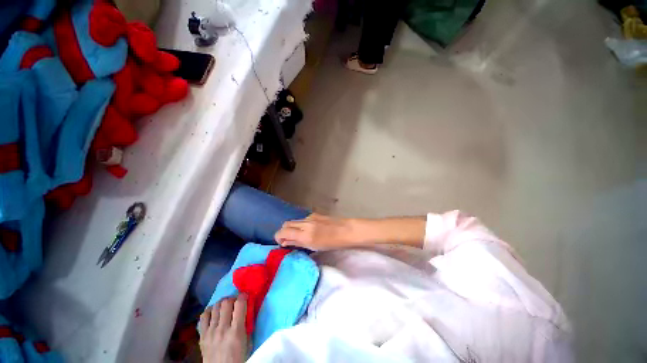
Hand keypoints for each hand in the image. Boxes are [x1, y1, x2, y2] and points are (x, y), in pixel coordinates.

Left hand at [199, 295, 248, 362]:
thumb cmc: (238, 358)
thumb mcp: (248, 342)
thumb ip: (247, 324)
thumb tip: (247, 308)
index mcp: (236, 331)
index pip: (239, 304)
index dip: (243, 296)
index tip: (246, 296)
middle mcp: (222, 329)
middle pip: (226, 302)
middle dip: (232, 298)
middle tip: (235, 302)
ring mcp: (210, 332)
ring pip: (215, 306)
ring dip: (222, 303)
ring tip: (226, 307)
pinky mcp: (202, 335)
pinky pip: (204, 316)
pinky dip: (210, 310)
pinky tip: (214, 312)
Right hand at [274, 213, 355, 250]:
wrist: (346, 231)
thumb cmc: (332, 243)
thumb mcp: (313, 246)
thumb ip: (297, 242)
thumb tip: (285, 242)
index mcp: (304, 234)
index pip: (282, 231)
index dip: (278, 237)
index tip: (281, 243)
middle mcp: (305, 223)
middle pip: (286, 224)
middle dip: (284, 232)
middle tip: (288, 240)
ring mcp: (310, 217)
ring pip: (294, 221)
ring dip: (292, 228)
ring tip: (300, 236)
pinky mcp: (315, 214)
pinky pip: (303, 219)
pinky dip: (300, 225)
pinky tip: (309, 230)